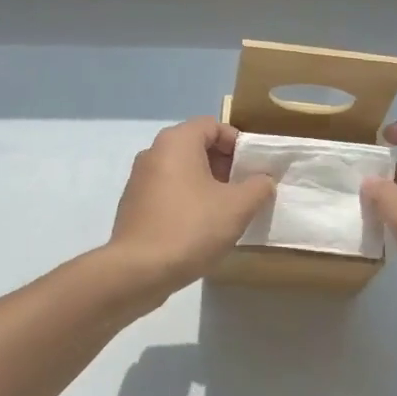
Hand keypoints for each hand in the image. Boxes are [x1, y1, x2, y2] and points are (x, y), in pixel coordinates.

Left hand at [108, 118, 274, 295]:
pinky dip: (187, 200)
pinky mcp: (133, 205)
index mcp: (176, 142)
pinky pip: (167, 192)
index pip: (213, 125)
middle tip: (244, 191)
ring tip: (226, 212)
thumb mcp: (238, 207)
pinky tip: (200, 228)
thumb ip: (258, 187)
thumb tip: (263, 180)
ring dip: (207, 185)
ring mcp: (139, 179)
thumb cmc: (191, 227)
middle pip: (196, 146)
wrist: (138, 270)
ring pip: (182, 171)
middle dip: (224, 165)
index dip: (238, 143)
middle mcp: (153, 152)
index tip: (254, 168)